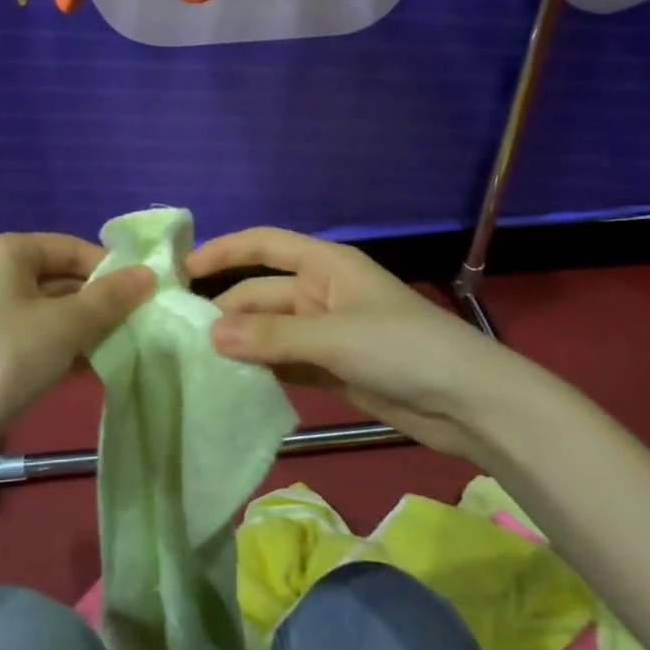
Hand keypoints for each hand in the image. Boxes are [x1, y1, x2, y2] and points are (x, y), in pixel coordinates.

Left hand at [0, 233, 154, 450]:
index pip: (70, 247)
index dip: (109, 270)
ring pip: (49, 307)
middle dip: (98, 302)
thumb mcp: (67, 325)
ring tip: (120, 347)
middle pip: (60, 276)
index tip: (144, 295)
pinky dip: (61, 343)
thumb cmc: (7, 358)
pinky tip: (90, 367)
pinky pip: (34, 330)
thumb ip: (110, 297)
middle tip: (136, 324)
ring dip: (84, 327)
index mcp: (5, 250)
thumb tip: (149, 273)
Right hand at [190, 227, 546, 466]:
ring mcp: (327, 333)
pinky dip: (263, 371)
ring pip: (271, 332)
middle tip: (179, 337)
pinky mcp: (334, 369)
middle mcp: (321, 292)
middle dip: (227, 311)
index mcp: (325, 265)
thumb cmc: (402, 348)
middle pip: (262, 293)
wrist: (470, 404)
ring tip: (195, 363)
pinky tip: (233, 385)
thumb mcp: (333, 338)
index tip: (182, 270)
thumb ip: (270, 336)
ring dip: (241, 344)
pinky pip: (286, 363)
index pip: (264, 245)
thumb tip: (210, 335)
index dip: (224, 251)